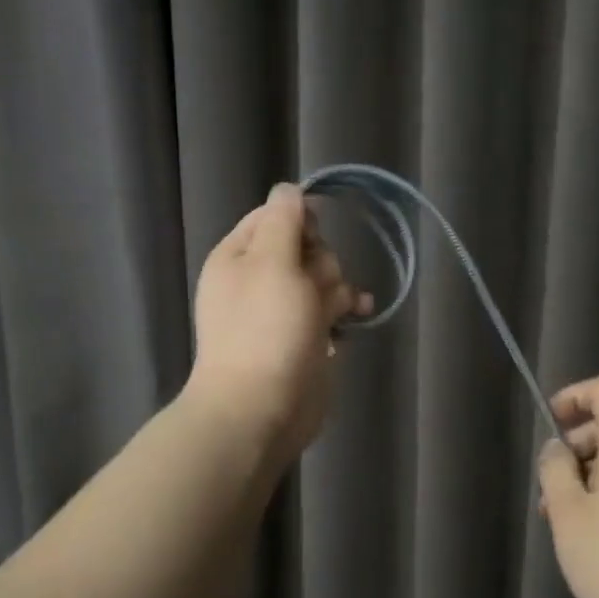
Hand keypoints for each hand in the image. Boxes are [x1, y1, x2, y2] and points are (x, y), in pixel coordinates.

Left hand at [186, 184, 373, 458]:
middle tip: (314, 289)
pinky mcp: (306, 338)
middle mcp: (260, 279)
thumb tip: (289, 188)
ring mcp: (284, 312)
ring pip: (324, 280)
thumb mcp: (272, 262)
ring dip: (338, 289)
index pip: (275, 216)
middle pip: (307, 248)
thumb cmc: (265, 330)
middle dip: (321, 264)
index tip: (313, 237)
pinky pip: (333, 311)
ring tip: (333, 313)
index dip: (300, 220)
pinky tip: (359, 316)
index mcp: (239, 256)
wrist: (261, 408)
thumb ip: (284, 220)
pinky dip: (346, 311)